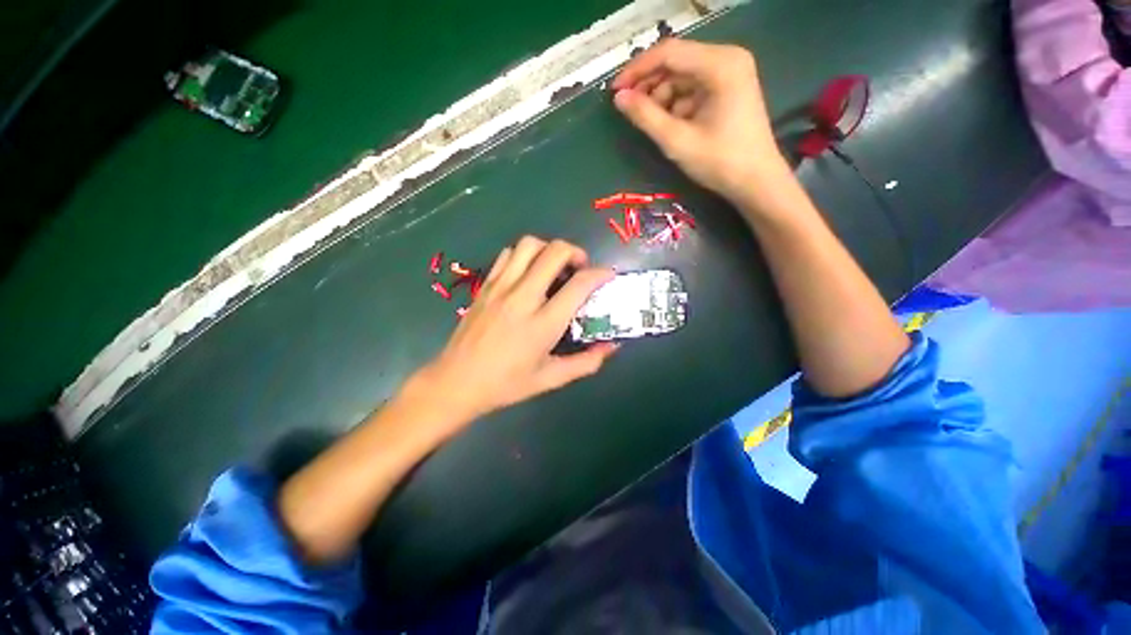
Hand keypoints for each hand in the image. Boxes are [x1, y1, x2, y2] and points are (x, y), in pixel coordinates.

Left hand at [410, 237, 617, 423]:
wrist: (456, 382)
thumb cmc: (506, 384)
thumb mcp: (551, 379)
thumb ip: (586, 362)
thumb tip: (611, 347)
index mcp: (543, 323)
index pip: (578, 285)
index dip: (600, 274)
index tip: (608, 275)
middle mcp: (523, 297)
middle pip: (554, 252)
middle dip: (576, 252)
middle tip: (580, 268)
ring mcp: (501, 287)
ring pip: (529, 244)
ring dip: (548, 249)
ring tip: (554, 267)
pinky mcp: (485, 285)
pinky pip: (508, 254)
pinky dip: (525, 255)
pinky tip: (528, 273)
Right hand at [611, 39, 789, 207]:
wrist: (756, 182)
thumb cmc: (719, 162)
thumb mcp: (677, 141)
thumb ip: (645, 116)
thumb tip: (618, 98)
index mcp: (720, 64)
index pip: (668, 53)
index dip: (637, 70)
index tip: (614, 91)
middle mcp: (727, 58)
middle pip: (676, 62)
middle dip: (649, 85)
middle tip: (629, 109)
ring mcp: (729, 73)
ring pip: (682, 77)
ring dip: (662, 97)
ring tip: (651, 123)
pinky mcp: (728, 88)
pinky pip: (692, 89)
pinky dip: (676, 104)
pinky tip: (670, 125)